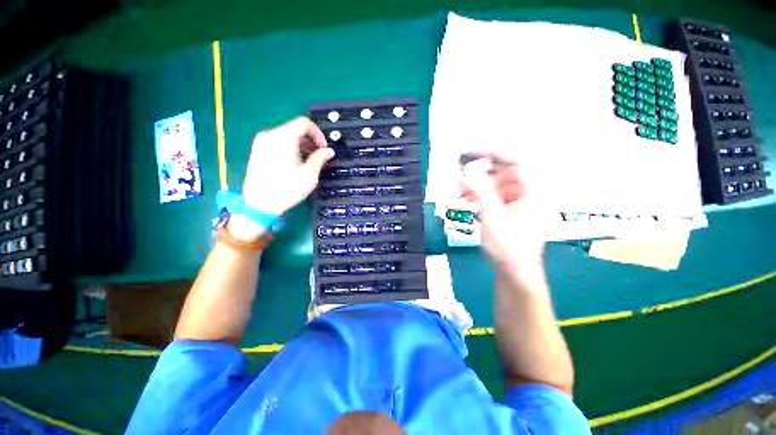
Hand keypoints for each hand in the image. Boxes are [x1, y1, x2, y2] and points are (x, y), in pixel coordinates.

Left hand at [242, 117, 333, 214]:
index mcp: (283, 137)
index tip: (323, 148)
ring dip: (300, 145)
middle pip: (294, 129)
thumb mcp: (309, 174)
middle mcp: (270, 135)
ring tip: (307, 162)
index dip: (318, 134)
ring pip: (285, 136)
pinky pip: (276, 142)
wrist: (259, 204)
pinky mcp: (256, 151)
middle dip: (310, 141)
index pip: (304, 123)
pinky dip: (289, 148)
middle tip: (318, 156)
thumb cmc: (287, 188)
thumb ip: (320, 158)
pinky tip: (293, 164)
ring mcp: (260, 142)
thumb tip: (329, 151)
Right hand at [460, 154, 545, 270]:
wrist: (515, 277)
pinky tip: (465, 200)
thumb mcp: (493, 217)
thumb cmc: (508, 247)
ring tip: (458, 190)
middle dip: (479, 172)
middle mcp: (523, 196)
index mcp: (529, 193)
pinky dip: (477, 198)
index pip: (513, 163)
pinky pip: (490, 200)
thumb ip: (481, 191)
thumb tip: (468, 172)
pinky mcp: (504, 217)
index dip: (492, 155)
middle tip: (459, 173)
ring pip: (493, 187)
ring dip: (476, 186)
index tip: (470, 154)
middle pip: (501, 174)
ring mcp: (514, 207)